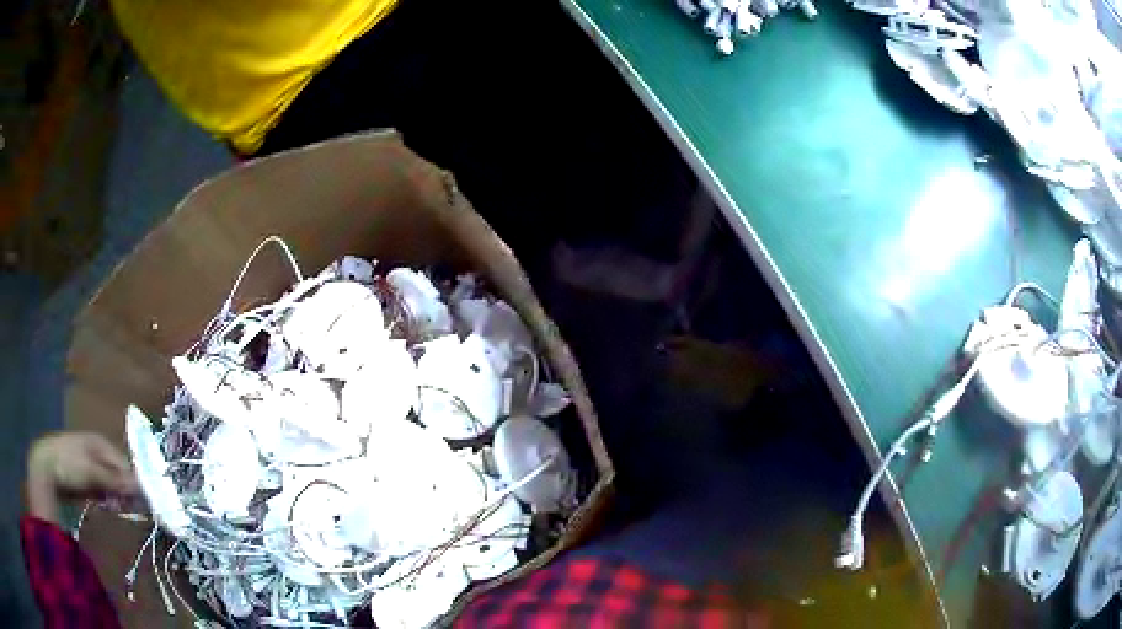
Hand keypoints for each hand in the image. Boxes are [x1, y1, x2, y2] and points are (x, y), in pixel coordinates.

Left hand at [26, 432, 137, 522]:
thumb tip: (142, 489)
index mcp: (101, 442)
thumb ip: (116, 481)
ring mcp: (89, 464)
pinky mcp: (84, 477)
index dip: (134, 482)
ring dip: (115, 497)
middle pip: (118, 473)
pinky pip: (101, 489)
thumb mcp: (93, 473)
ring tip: (116, 509)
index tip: (142, 503)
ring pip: (110, 483)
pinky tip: (105, 506)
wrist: (46, 468)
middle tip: (129, 509)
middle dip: (124, 491)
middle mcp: (97, 450)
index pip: (125, 463)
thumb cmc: (70, 464)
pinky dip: (105, 498)